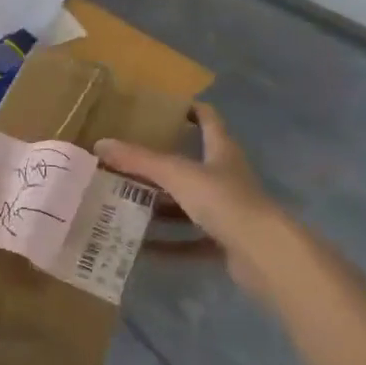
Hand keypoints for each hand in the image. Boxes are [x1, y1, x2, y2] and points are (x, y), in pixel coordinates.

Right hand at [95, 105, 279, 295]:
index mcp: (221, 150)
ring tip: (123, 203)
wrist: (265, 255)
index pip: (207, 119)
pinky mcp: (225, 243)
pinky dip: (168, 244)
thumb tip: (100, 144)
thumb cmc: (224, 200)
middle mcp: (225, 177)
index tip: (161, 108)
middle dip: (158, 164)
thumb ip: (139, 160)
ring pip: (186, 204)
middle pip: (190, 164)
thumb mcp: (176, 174)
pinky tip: (140, 249)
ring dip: (159, 206)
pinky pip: (189, 240)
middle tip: (124, 161)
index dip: (188, 109)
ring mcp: (227, 211)